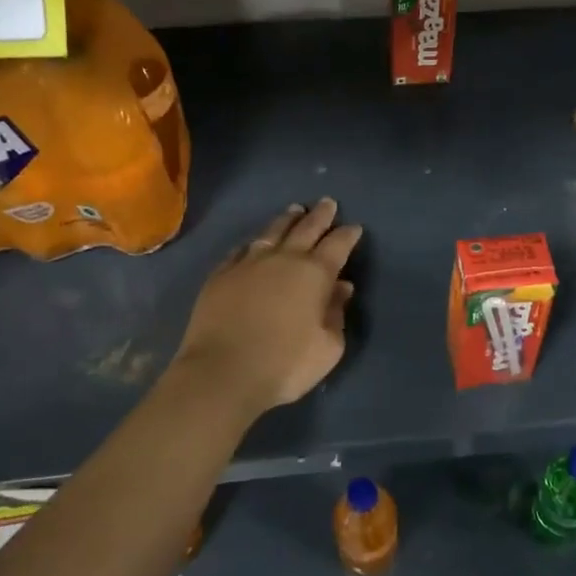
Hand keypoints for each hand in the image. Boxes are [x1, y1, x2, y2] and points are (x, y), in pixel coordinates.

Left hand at [173, 199, 362, 413]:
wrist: (222, 373)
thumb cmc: (285, 364)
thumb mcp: (328, 347)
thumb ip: (337, 314)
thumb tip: (342, 288)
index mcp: (315, 273)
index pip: (338, 244)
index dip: (348, 234)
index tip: (354, 227)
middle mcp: (284, 259)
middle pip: (306, 228)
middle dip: (320, 215)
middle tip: (327, 203)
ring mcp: (249, 263)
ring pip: (273, 231)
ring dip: (287, 219)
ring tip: (295, 210)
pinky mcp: (221, 274)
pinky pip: (241, 250)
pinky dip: (253, 243)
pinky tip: (254, 243)